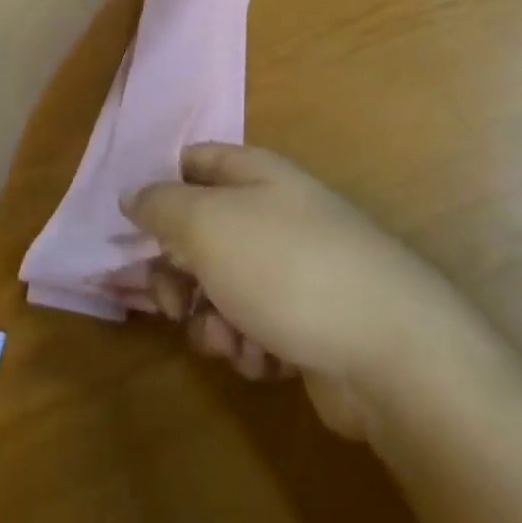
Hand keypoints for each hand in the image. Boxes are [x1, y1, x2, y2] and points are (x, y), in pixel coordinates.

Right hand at [124, 144, 462, 438]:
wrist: (388, 348)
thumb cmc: (287, 269)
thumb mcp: (208, 225)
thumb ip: (162, 206)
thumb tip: (133, 194)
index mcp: (254, 174)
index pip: (193, 162)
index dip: (159, 192)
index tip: (134, 234)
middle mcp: (274, 214)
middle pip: (200, 234)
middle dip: (177, 275)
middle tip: (171, 304)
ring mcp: (293, 269)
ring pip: (221, 290)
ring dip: (213, 321)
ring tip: (232, 338)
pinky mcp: (307, 322)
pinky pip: (254, 328)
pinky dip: (250, 347)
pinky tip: (267, 359)